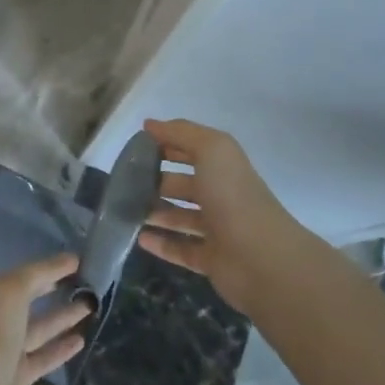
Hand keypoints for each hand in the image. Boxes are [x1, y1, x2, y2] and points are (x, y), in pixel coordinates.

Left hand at [0, 254, 92, 384]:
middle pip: (29, 299)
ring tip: (92, 306)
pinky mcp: (15, 377)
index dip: (50, 267)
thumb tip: (69, 258)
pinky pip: (42, 357)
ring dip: (63, 317)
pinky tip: (81, 340)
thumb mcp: (11, 291)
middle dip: (55, 289)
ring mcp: (4, 349)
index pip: (24, 275)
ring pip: (39, 328)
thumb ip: (40, 273)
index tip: (79, 261)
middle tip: (88, 282)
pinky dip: (60, 348)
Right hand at [137, 119, 308, 314]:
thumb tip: (149, 125)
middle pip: (183, 185)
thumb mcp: (211, 149)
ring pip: (179, 218)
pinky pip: (180, 248)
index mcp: (223, 167)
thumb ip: (180, 133)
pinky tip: (138, 238)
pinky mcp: (210, 259)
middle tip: (124, 183)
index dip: (166, 145)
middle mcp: (220, 195)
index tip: (135, 148)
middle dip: (156, 181)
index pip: (191, 150)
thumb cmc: (233, 196)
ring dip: (154, 213)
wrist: (260, 257)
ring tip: (125, 211)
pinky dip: (160, 243)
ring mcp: (216, 229)